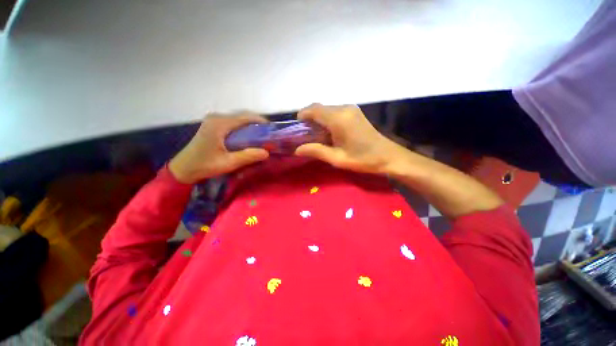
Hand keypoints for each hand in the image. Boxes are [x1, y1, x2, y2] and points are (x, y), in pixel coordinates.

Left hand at [169, 113, 269, 183]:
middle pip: (242, 116)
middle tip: (268, 135)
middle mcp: (217, 118)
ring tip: (261, 137)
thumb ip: (248, 156)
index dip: (260, 121)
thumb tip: (267, 152)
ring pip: (238, 119)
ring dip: (251, 126)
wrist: (183, 169)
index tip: (271, 130)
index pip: (245, 117)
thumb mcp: (228, 163)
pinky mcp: (213, 125)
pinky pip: (233, 123)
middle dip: (257, 124)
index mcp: (219, 124)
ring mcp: (214, 120)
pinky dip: (243, 129)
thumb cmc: (204, 166)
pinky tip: (248, 138)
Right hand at [295, 104, 405, 173]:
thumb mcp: (337, 159)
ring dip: (318, 119)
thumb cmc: (363, 159)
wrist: (387, 156)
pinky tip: (329, 132)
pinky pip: (335, 111)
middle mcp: (344, 108)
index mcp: (338, 119)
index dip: (302, 115)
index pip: (314, 109)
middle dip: (309, 118)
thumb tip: (297, 150)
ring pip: (327, 109)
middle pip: (319, 107)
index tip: (297, 128)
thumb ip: (316, 151)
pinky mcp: (354, 112)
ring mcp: (351, 108)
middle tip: (306, 135)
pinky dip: (327, 119)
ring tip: (317, 136)